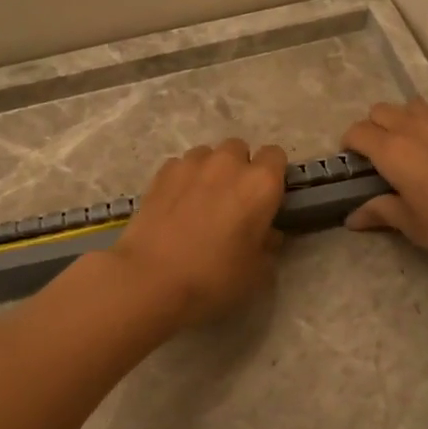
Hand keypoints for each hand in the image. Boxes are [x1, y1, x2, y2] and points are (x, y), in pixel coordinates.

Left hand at [109, 138, 286, 326]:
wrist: (151, 279)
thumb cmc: (214, 277)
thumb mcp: (257, 272)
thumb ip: (268, 244)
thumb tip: (267, 233)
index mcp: (260, 184)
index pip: (276, 156)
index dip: (272, 174)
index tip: (265, 198)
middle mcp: (228, 164)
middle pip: (239, 149)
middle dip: (239, 168)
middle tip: (233, 201)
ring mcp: (191, 164)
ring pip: (208, 154)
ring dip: (210, 170)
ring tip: (200, 200)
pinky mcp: (161, 173)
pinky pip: (180, 166)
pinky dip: (183, 179)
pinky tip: (176, 204)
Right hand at [341, 99, 427, 271]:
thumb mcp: (416, 227)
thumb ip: (382, 213)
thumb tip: (353, 217)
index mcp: (394, 151)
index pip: (357, 132)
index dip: (348, 147)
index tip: (353, 168)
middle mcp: (415, 126)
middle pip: (380, 111)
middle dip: (371, 130)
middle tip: (379, 162)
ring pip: (409, 106)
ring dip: (400, 121)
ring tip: (409, 153)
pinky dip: (427, 123)